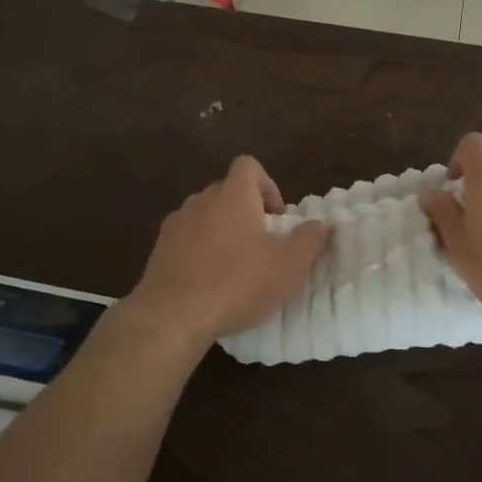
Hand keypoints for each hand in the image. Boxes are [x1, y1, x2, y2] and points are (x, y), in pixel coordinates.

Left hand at [121, 156, 330, 358]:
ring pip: (205, 216)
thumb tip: (322, 224)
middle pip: (226, 191)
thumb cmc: (237, 282)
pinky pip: (186, 240)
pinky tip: (209, 282)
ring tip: (236, 265)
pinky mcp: (159, 250)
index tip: (276, 217)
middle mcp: (201, 201)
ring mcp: (176, 225)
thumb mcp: (288, 265)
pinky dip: (200, 251)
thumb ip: (309, 239)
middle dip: (246, 211)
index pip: (248, 166)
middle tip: (262, 244)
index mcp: (233, 195)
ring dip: (222, 231)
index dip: (267, 184)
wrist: (173, 315)